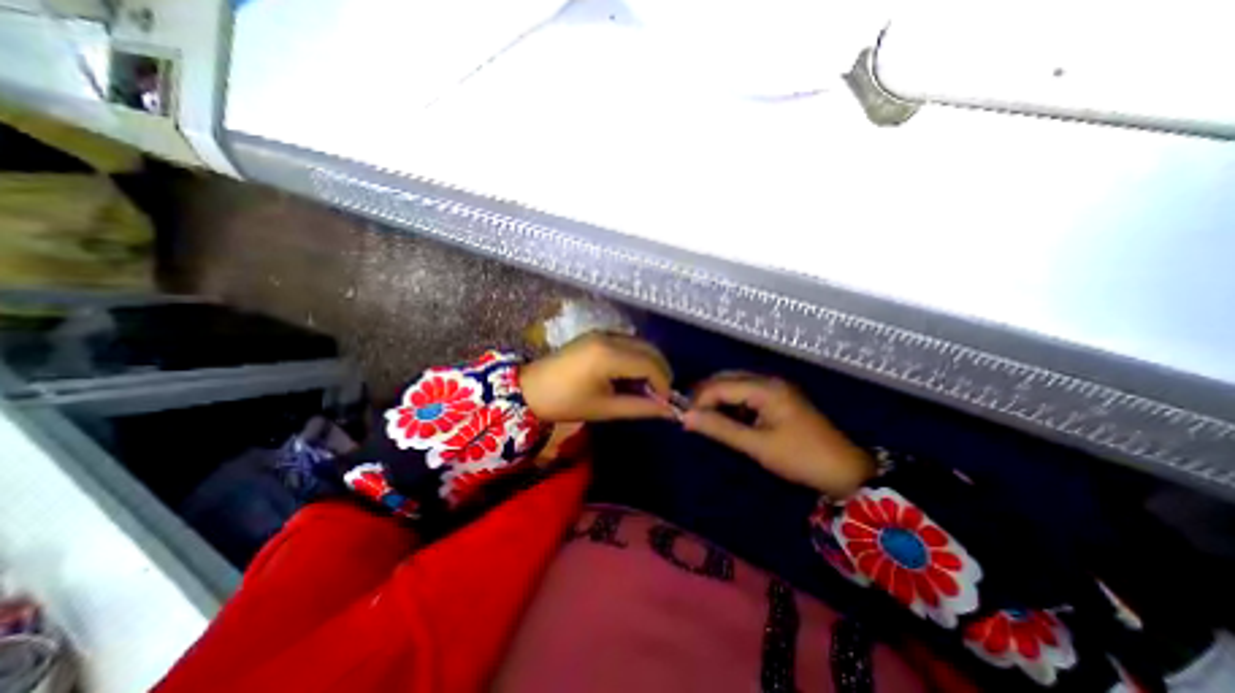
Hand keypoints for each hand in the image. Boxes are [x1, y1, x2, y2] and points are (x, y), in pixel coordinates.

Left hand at [520, 329, 675, 421]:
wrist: (531, 389)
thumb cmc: (566, 403)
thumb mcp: (605, 409)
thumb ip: (640, 407)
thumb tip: (669, 411)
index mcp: (608, 356)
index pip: (649, 364)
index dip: (663, 383)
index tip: (666, 402)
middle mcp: (609, 337)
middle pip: (648, 349)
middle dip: (660, 371)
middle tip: (660, 394)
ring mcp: (602, 333)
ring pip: (640, 343)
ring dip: (649, 363)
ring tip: (646, 387)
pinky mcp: (597, 334)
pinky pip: (627, 342)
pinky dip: (636, 357)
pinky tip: (631, 375)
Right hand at [680, 375, 870, 496]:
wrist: (846, 471)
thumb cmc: (801, 458)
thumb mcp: (757, 445)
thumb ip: (721, 429)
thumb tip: (687, 418)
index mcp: (765, 388)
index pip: (721, 386)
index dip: (699, 400)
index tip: (683, 418)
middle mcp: (769, 381)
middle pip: (726, 379)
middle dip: (706, 396)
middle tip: (690, 417)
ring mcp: (775, 389)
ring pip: (735, 386)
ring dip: (717, 400)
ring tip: (703, 419)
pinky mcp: (778, 399)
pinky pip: (746, 395)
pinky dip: (732, 405)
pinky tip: (725, 419)